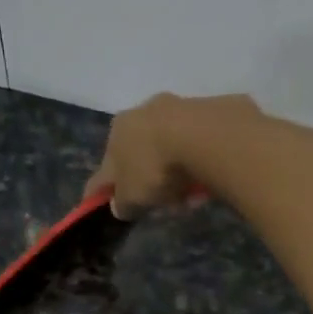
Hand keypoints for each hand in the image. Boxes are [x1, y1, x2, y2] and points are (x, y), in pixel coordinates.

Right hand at [82, 92, 255, 218]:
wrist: (203, 137)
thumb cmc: (154, 167)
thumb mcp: (131, 197)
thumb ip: (122, 204)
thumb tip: (120, 205)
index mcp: (117, 129)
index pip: (106, 164)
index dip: (105, 188)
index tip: (108, 202)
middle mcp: (143, 111)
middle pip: (141, 154)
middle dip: (148, 180)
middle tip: (159, 204)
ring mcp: (177, 108)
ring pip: (171, 149)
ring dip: (176, 175)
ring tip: (188, 199)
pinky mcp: (208, 112)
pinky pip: (197, 148)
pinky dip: (197, 166)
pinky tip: (206, 184)